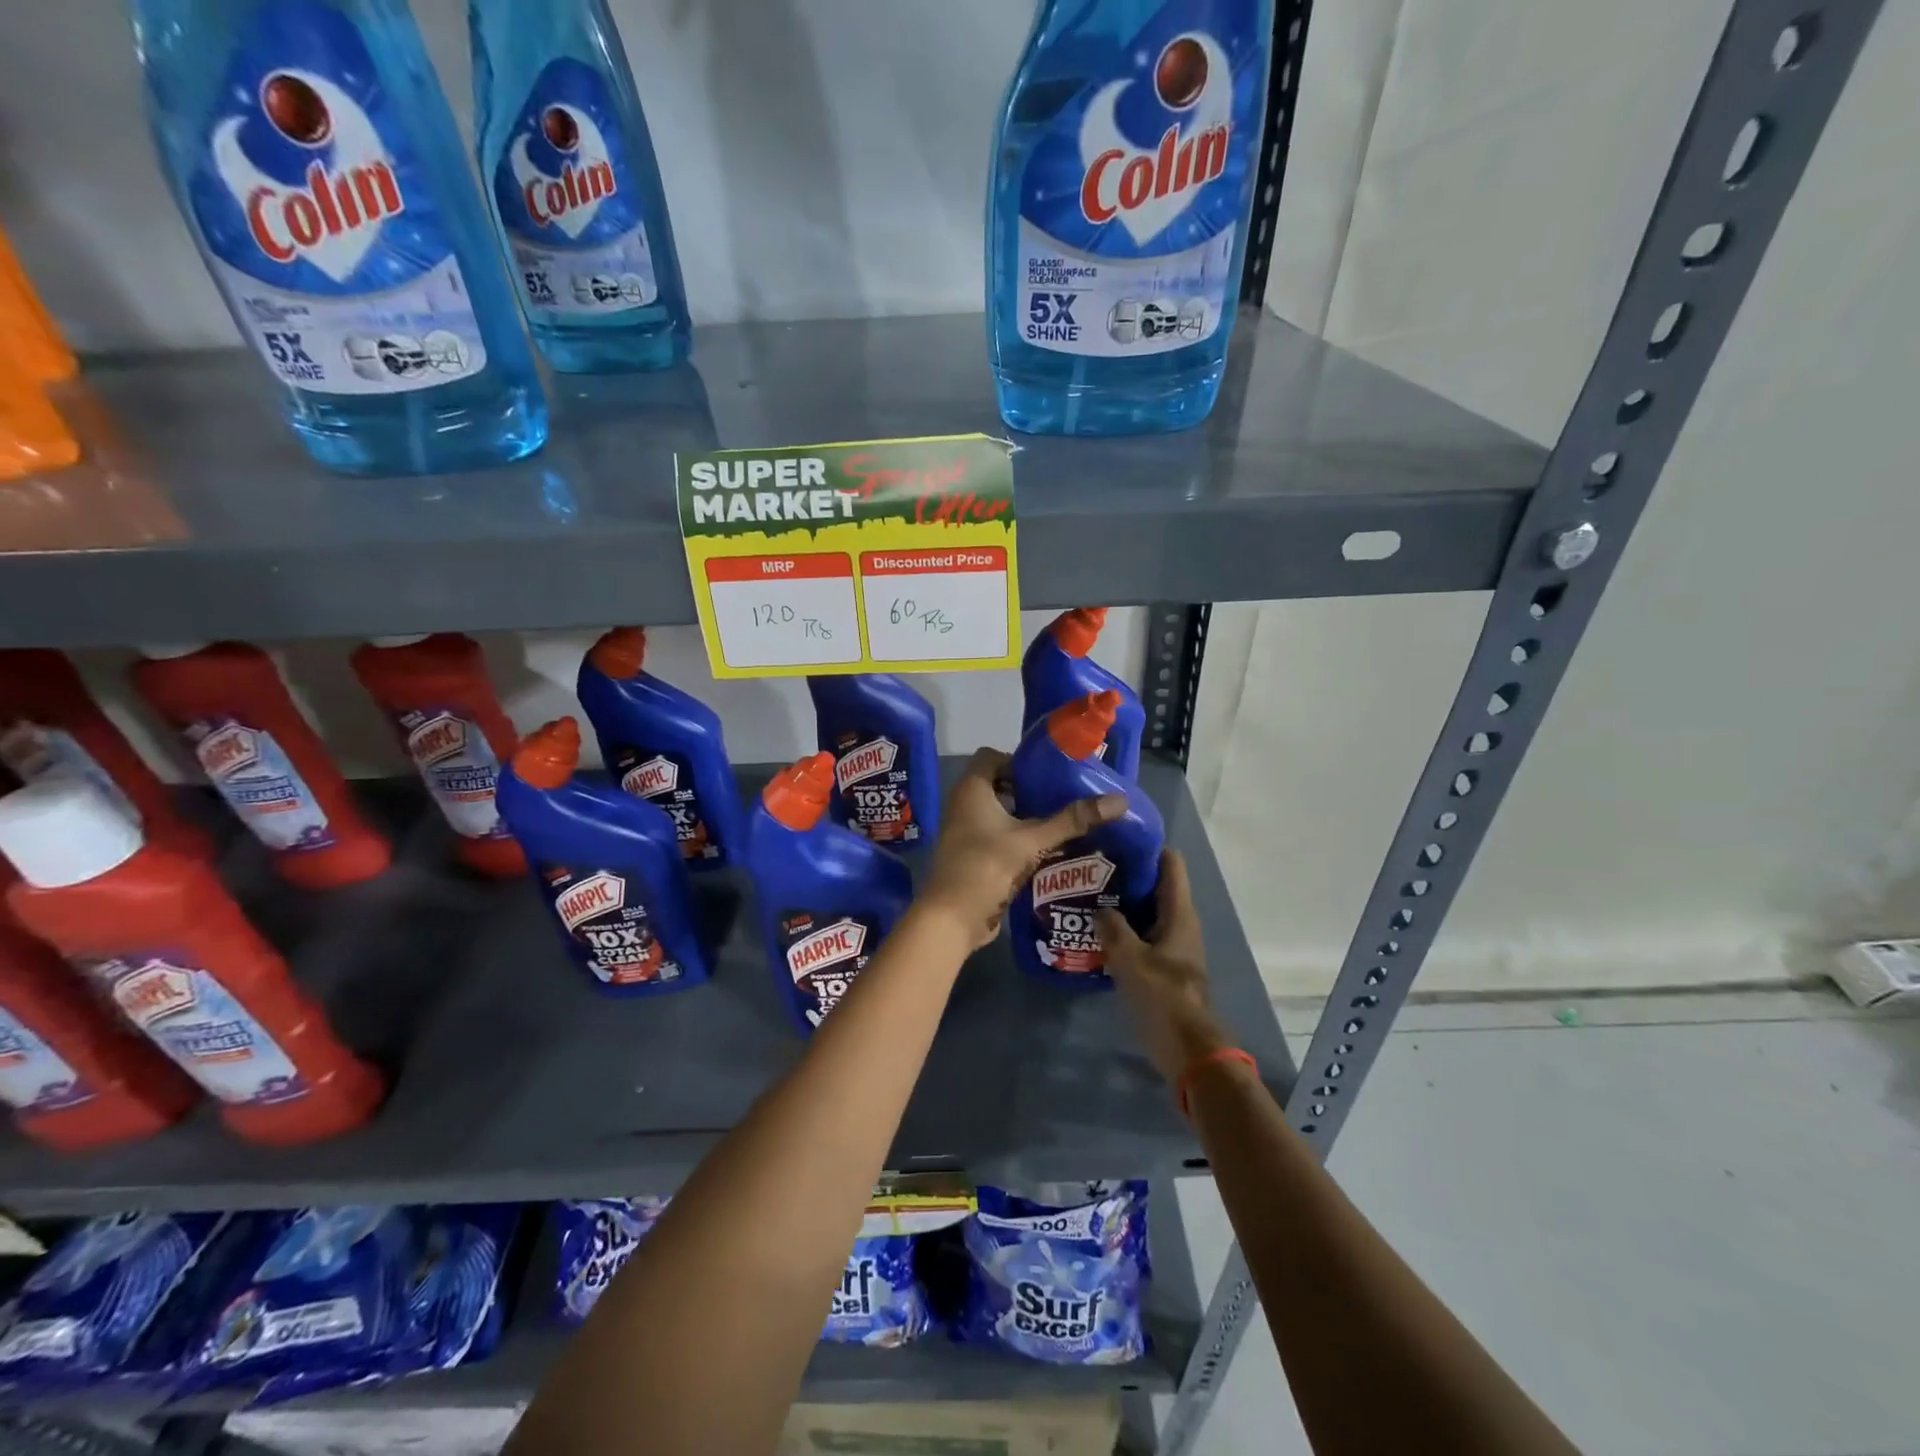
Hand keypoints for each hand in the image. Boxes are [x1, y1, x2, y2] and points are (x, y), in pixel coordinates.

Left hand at [918, 747, 1125, 950]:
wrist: (952, 918)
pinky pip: (996, 836)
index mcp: (971, 789)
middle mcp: (963, 804)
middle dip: (1029, 790)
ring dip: (1025, 816)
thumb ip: (1072, 820)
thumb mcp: (1033, 840)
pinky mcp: (970, 855)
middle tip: (1062, 797)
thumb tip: (1119, 800)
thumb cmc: (987, 867)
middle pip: (998, 785)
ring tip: (1061, 822)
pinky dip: (1017, 837)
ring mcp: (964, 831)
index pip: (992, 756)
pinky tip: (1046, 849)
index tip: (1050, 774)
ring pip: (998, 813)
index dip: (1019, 761)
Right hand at [1098, 850, 1231, 1084]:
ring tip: (1087, 895)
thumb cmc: (1163, 998)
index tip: (1116, 838)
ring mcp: (1174, 947)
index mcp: (1179, 914)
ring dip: (1122, 903)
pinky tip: (1096, 932)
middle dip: (1127, 874)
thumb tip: (1099, 907)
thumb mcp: (1130, 959)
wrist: (1189, 1052)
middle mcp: (1180, 924)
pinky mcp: (1165, 967)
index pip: (1170, 864)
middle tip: (1091, 867)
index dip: (1147, 847)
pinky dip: (1124, 929)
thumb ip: (1112, 928)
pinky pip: (1143, 936)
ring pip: (1147, 912)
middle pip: (1156, 886)